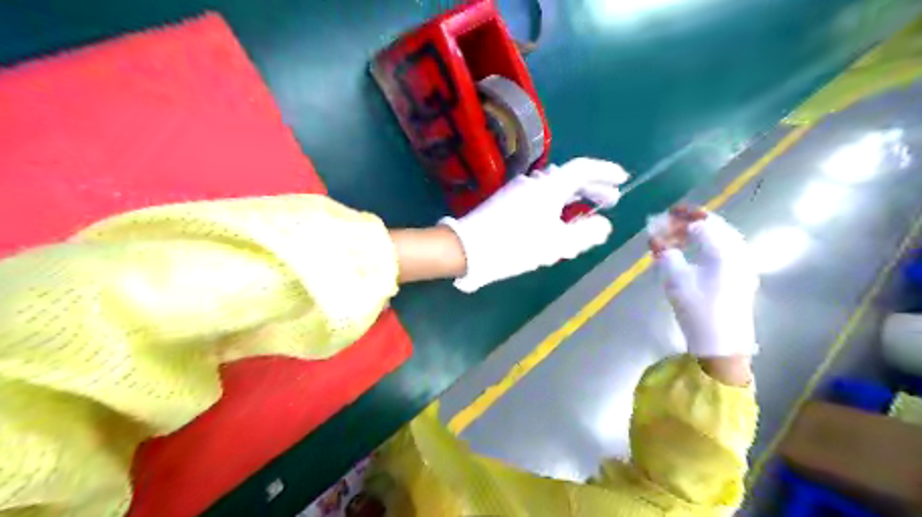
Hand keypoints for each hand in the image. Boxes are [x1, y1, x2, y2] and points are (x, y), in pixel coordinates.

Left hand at [441, 157, 631, 291]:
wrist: (467, 249)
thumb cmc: (516, 245)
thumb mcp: (557, 245)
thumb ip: (586, 233)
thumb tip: (604, 225)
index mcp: (549, 186)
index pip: (583, 168)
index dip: (605, 172)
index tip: (622, 179)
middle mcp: (534, 182)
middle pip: (569, 178)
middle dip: (593, 188)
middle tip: (612, 200)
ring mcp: (518, 191)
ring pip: (554, 189)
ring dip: (575, 198)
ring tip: (588, 213)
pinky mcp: (506, 203)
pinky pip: (540, 198)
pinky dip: (557, 205)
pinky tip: (559, 221)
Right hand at [646, 206, 755, 358]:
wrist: (722, 344)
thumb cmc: (697, 309)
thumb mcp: (675, 280)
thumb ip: (666, 254)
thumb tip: (656, 238)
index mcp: (724, 251)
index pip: (701, 223)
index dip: (681, 217)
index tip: (664, 214)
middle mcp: (739, 252)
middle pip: (716, 226)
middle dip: (691, 221)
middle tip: (671, 222)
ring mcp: (744, 264)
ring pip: (723, 237)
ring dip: (700, 232)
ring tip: (680, 237)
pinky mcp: (742, 276)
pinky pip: (726, 248)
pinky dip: (708, 244)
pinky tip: (695, 252)